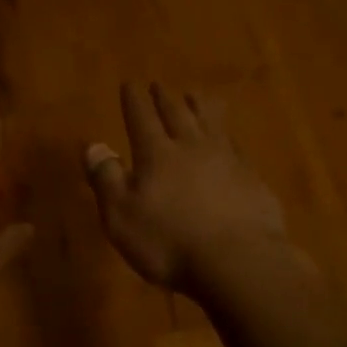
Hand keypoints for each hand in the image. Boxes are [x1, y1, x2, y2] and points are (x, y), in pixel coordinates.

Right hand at [84, 82, 289, 295]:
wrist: (239, 262)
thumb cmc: (169, 242)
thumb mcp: (121, 216)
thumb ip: (106, 179)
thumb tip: (94, 145)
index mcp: (157, 154)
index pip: (141, 118)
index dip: (134, 101)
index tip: (130, 83)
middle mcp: (192, 148)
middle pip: (177, 114)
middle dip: (165, 98)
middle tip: (160, 84)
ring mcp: (227, 161)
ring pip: (212, 123)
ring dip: (201, 106)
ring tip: (196, 94)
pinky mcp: (253, 180)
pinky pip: (237, 147)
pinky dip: (229, 136)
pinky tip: (230, 139)